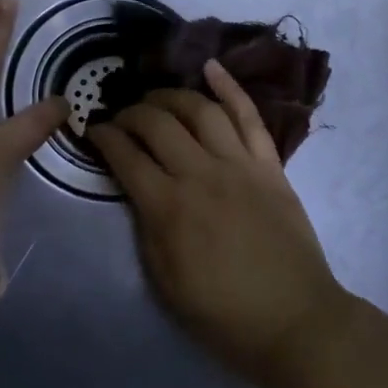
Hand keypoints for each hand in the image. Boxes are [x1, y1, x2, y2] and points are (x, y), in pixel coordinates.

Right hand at [92, 61, 348, 384]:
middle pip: (157, 124)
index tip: (93, 130)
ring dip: (170, 97)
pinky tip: (210, 67)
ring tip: (155, 98)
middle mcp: (201, 175)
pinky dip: (230, 87)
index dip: (103, 137)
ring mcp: (239, 165)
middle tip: (120, 117)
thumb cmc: (222, 313)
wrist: (294, 320)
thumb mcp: (165, 281)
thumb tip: (136, 188)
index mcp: (169, 208)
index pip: (125, 156)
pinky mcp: (269, 165)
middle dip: (130, 113)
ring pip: (199, 110)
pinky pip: (249, 116)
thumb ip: (145, 228)